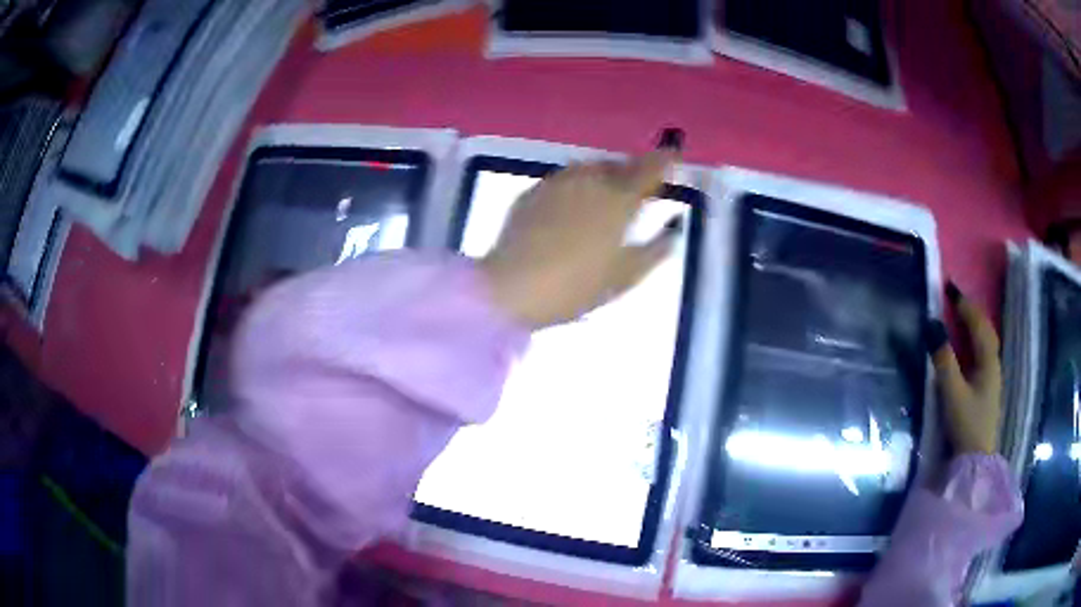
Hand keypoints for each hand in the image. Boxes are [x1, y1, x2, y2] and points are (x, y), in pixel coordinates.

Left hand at [480, 151, 678, 328]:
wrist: (512, 287)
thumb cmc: (576, 286)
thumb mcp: (624, 277)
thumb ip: (654, 252)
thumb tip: (672, 233)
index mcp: (619, 200)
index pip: (649, 170)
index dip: (665, 160)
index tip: (674, 155)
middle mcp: (589, 181)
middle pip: (618, 165)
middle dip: (633, 169)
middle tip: (640, 183)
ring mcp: (557, 183)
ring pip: (588, 169)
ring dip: (604, 174)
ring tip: (606, 192)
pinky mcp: (532, 193)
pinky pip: (563, 181)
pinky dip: (576, 186)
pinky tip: (571, 206)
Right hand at [928, 282, 1002, 454]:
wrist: (976, 461)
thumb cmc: (966, 425)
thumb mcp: (952, 392)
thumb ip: (943, 360)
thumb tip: (932, 325)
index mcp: (988, 361)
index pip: (978, 323)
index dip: (964, 304)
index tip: (949, 288)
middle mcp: (993, 364)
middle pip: (986, 329)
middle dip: (972, 311)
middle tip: (955, 300)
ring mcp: (992, 378)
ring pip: (986, 341)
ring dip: (975, 325)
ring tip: (962, 317)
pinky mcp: (988, 390)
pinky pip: (983, 353)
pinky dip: (976, 341)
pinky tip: (970, 347)